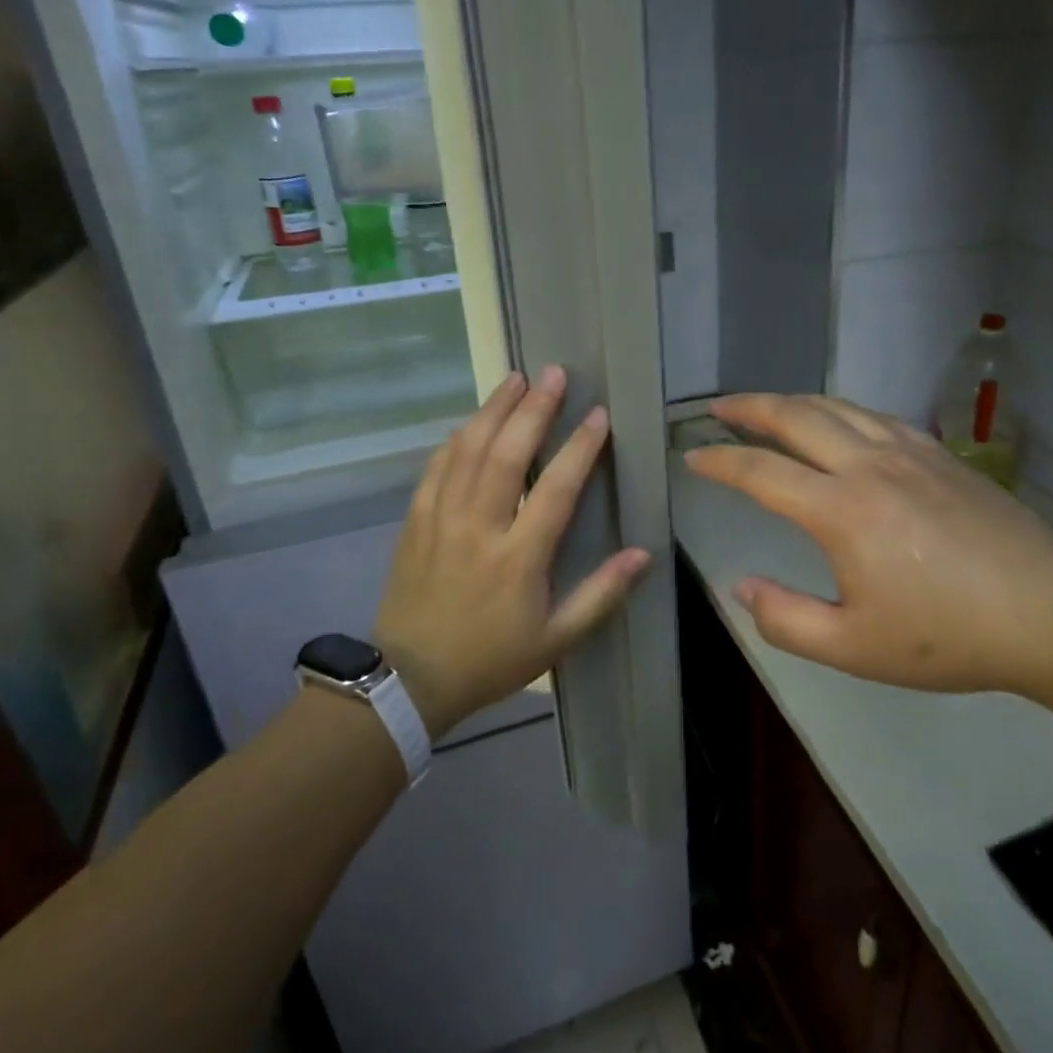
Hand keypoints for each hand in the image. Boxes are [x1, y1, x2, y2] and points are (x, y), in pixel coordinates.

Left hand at [375, 367, 650, 736]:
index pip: (556, 488)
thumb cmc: (490, 660)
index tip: (599, 415)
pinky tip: (472, 421)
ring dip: (494, 410)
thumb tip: (644, 554)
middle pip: (508, 454)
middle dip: (534, 409)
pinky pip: (436, 467)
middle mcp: (479, 527)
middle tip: (555, 373)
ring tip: (516, 379)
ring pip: (469, 450)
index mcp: (518, 558)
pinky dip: (457, 438)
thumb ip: (601, 595)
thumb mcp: (556, 640)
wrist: (409, 679)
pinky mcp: (415, 521)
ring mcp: (441, 519)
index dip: (580, 447)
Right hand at [684, 394, 1052, 698]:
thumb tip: (741, 588)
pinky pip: (875, 416)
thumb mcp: (854, 647)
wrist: (1049, 611)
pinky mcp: (939, 454)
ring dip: (792, 401)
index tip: (692, 458)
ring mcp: (908, 452)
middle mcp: (868, 465)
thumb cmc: (947, 635)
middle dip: (749, 408)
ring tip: (767, 406)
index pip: (761, 472)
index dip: (720, 461)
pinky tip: (840, 420)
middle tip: (717, 408)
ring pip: (836, 407)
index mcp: (840, 510)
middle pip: (795, 417)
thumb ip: (786, 619)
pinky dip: (841, 410)